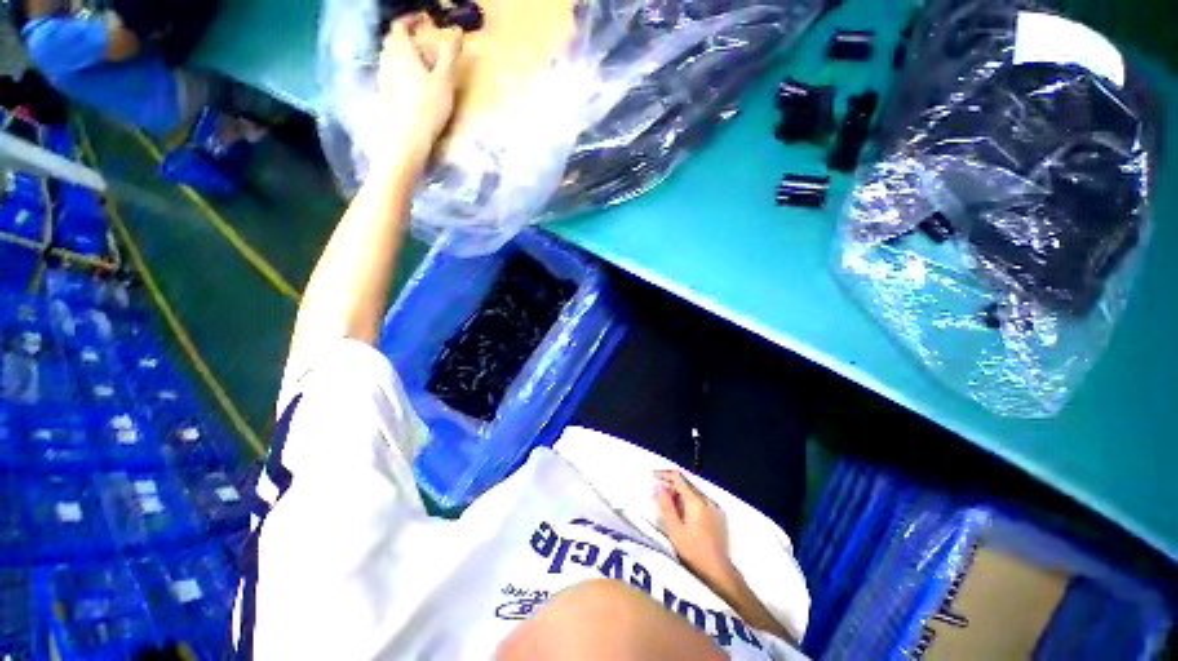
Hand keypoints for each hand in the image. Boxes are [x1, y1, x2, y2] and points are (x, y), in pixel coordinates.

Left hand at [374, 17, 463, 170]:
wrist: (408, 136)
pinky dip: (398, 68)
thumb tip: (456, 30)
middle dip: (404, 35)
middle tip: (419, 39)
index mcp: (402, 51)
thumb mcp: (444, 79)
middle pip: (391, 39)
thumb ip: (450, 54)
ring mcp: (385, 78)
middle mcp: (388, 60)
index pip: (400, 25)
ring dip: (400, 52)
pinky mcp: (386, 94)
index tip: (423, 20)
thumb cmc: (428, 105)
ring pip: (388, 56)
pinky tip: (408, 80)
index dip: (410, 19)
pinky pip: (389, 72)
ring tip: (415, 59)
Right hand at [655, 471, 734, 583]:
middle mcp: (707, 499)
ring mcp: (715, 507)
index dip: (664, 474)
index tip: (652, 476)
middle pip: (686, 484)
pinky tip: (684, 514)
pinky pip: (701, 501)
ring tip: (668, 505)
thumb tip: (658, 485)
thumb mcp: (674, 530)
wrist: (719, 573)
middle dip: (671, 485)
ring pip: (693, 492)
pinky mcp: (719, 516)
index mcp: (696, 500)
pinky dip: (689, 502)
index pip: (678, 478)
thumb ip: (665, 505)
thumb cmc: (694, 552)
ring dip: (680, 494)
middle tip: (657, 494)